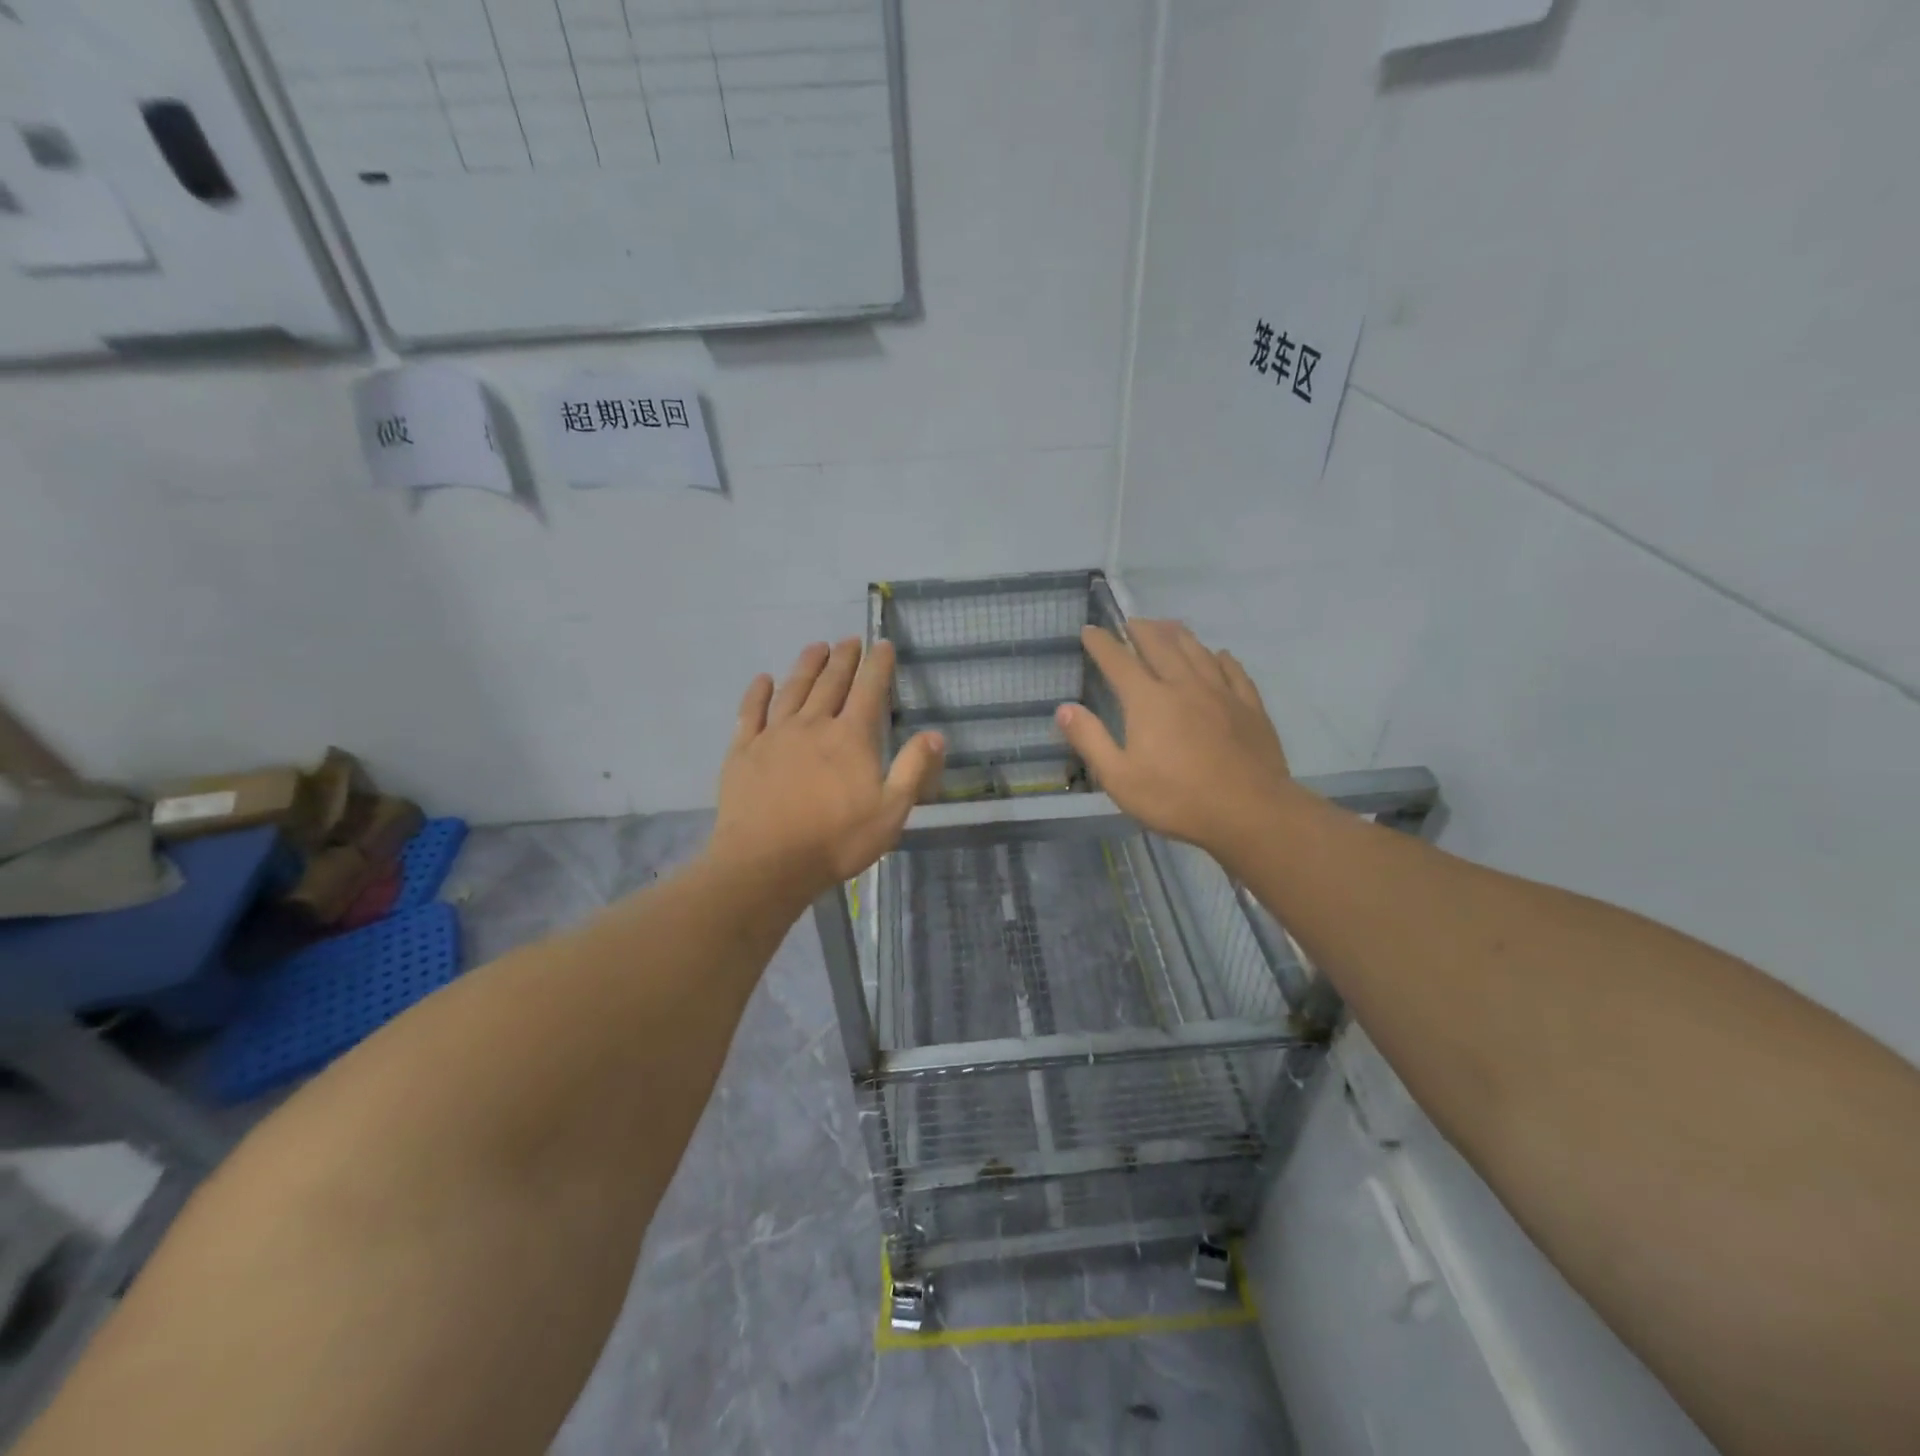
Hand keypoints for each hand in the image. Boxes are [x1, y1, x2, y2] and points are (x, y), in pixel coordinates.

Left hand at [708, 638, 944, 903]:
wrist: (767, 862)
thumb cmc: (836, 840)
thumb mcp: (891, 812)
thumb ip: (913, 769)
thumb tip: (935, 733)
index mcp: (851, 737)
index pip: (869, 690)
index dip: (878, 665)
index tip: (883, 644)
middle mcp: (813, 724)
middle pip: (830, 682)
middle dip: (844, 658)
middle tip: (850, 640)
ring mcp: (774, 735)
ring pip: (793, 689)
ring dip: (806, 665)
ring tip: (816, 647)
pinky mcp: (743, 751)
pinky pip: (750, 712)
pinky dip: (758, 693)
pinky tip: (763, 679)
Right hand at [1057, 621, 1294, 862]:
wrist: (1249, 811)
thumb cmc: (1176, 798)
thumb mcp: (1119, 778)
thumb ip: (1090, 739)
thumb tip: (1063, 708)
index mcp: (1148, 700)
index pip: (1118, 661)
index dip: (1101, 643)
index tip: (1090, 630)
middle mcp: (1183, 685)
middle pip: (1160, 645)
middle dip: (1141, 630)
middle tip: (1130, 622)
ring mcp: (1221, 693)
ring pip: (1197, 651)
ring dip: (1178, 634)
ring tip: (1167, 626)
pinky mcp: (1249, 707)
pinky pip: (1233, 671)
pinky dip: (1221, 658)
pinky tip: (1219, 655)